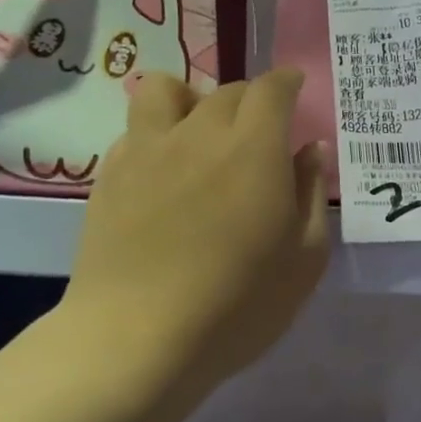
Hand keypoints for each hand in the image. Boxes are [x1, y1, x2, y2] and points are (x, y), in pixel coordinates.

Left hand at [62, 68, 329, 398]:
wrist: (136, 339)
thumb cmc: (237, 304)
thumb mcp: (304, 258)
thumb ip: (310, 193)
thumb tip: (311, 149)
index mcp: (254, 148)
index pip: (271, 88)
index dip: (287, 82)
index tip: (294, 90)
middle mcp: (199, 132)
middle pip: (227, 90)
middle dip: (251, 100)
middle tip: (259, 134)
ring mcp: (147, 150)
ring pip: (166, 90)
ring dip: (191, 99)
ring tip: (199, 133)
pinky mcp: (110, 175)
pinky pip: (136, 130)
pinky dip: (157, 135)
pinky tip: (163, 173)